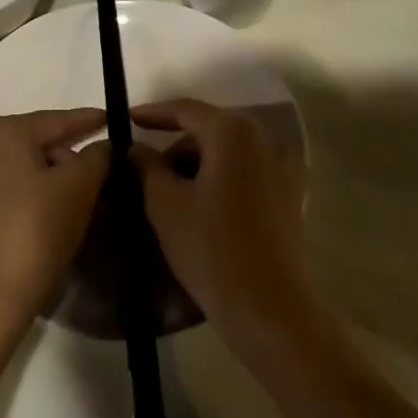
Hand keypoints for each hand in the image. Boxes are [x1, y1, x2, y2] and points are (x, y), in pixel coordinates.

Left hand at [0, 109, 109, 326]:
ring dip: (50, 174)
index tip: (113, 120)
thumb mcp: (80, 186)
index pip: (59, 120)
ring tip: (79, 192)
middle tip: (102, 169)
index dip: (90, 120)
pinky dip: (29, 191)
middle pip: (38, 140)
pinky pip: (7, 188)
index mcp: (6, 131)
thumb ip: (98, 156)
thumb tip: (104, 145)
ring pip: (22, 165)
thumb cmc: (38, 229)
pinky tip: (46, 208)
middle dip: (70, 152)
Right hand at [130, 99, 312, 349]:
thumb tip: (136, 148)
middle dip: (177, 144)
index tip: (127, 119)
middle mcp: (264, 138)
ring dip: (199, 162)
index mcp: (233, 133)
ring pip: (229, 150)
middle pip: (210, 128)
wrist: (268, 307)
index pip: (186, 110)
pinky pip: (247, 169)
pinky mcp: (290, 191)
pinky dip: (222, 175)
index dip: (153, 113)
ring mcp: (283, 165)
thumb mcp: (165, 205)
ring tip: (173, 193)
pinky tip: (203, 204)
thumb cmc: (210, 250)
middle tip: (147, 169)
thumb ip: (146, 166)